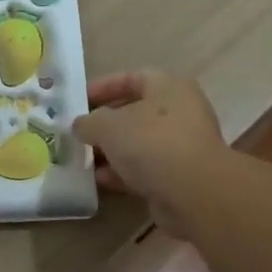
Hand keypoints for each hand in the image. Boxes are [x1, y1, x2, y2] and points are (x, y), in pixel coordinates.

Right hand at [74, 70, 227, 236]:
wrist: (193, 193)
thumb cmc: (151, 143)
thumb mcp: (108, 125)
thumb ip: (89, 122)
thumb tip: (80, 126)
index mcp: (168, 88)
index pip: (132, 78)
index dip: (104, 86)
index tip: (79, 100)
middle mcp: (179, 112)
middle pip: (135, 113)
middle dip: (104, 124)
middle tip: (78, 133)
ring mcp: (181, 146)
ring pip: (138, 144)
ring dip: (111, 151)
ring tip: (82, 159)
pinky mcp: (178, 177)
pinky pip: (144, 169)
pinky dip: (122, 173)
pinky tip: (98, 180)